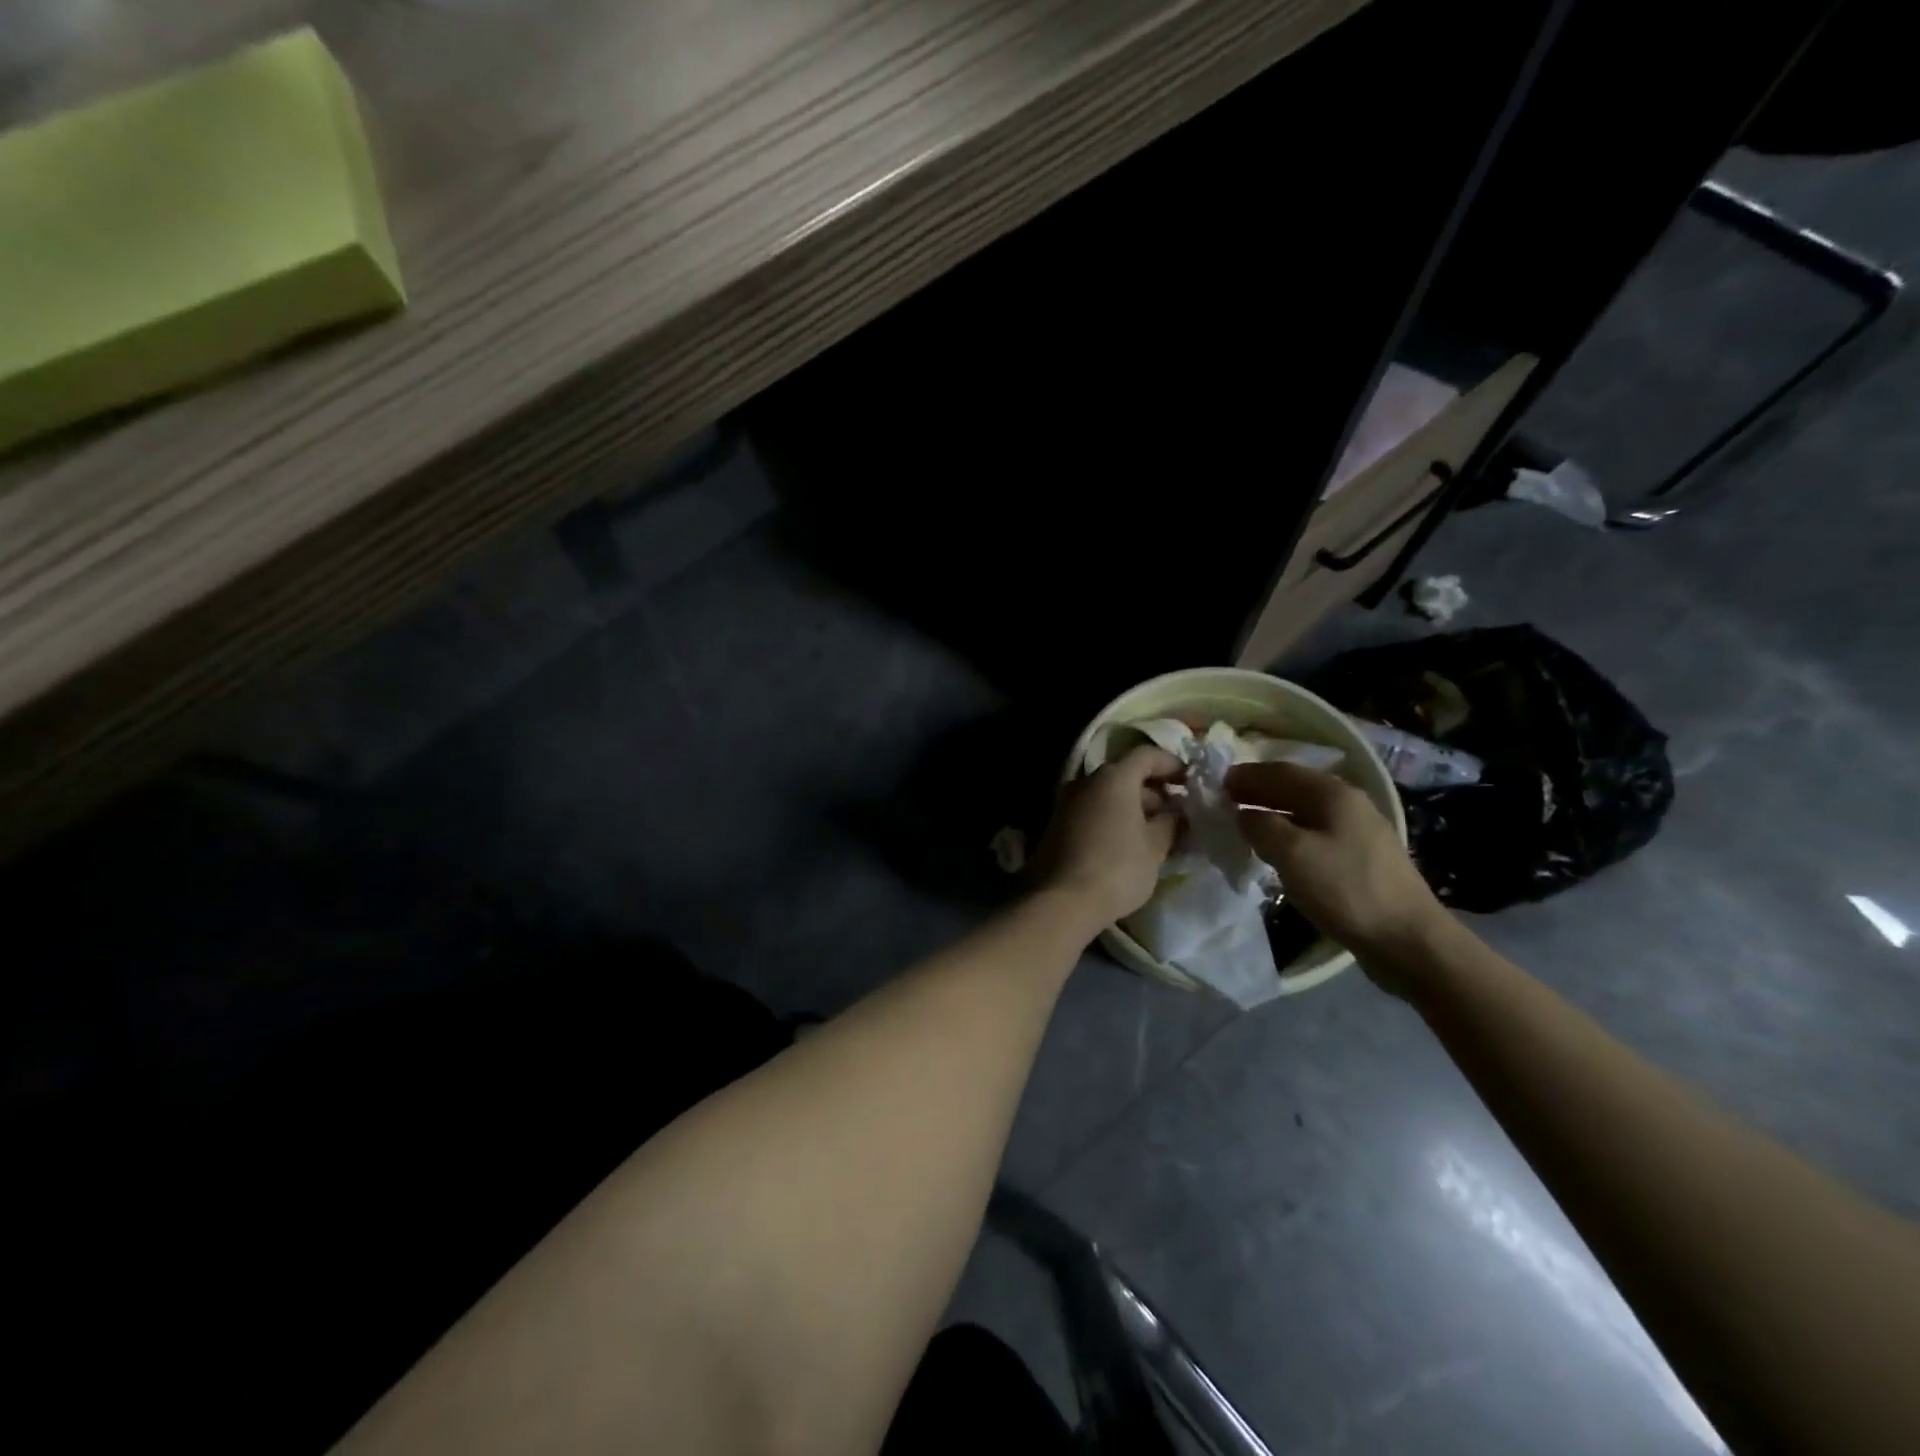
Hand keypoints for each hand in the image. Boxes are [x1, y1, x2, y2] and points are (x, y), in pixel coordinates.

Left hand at [1034, 745, 1183, 930]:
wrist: (1062, 900)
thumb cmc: (1118, 867)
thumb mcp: (1155, 846)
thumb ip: (1170, 822)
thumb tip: (1175, 812)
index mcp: (1113, 777)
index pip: (1146, 755)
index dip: (1171, 764)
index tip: (1190, 781)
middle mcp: (1086, 781)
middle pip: (1125, 774)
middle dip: (1153, 790)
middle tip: (1176, 813)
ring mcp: (1066, 801)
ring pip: (1107, 794)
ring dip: (1132, 806)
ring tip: (1156, 832)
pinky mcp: (1056, 824)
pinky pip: (1092, 810)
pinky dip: (1112, 818)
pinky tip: (1128, 842)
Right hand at [1225, 761, 1444, 964]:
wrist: (1408, 939)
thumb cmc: (1345, 889)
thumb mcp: (1291, 854)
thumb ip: (1260, 826)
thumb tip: (1244, 814)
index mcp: (1333, 794)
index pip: (1281, 771)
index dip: (1248, 775)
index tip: (1218, 783)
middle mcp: (1349, 804)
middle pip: (1295, 788)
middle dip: (1259, 791)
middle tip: (1227, 802)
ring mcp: (1360, 832)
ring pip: (1306, 812)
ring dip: (1274, 813)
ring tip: (1247, 825)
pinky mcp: (1363, 859)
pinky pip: (1317, 833)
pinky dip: (1291, 833)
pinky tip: (1280, 851)